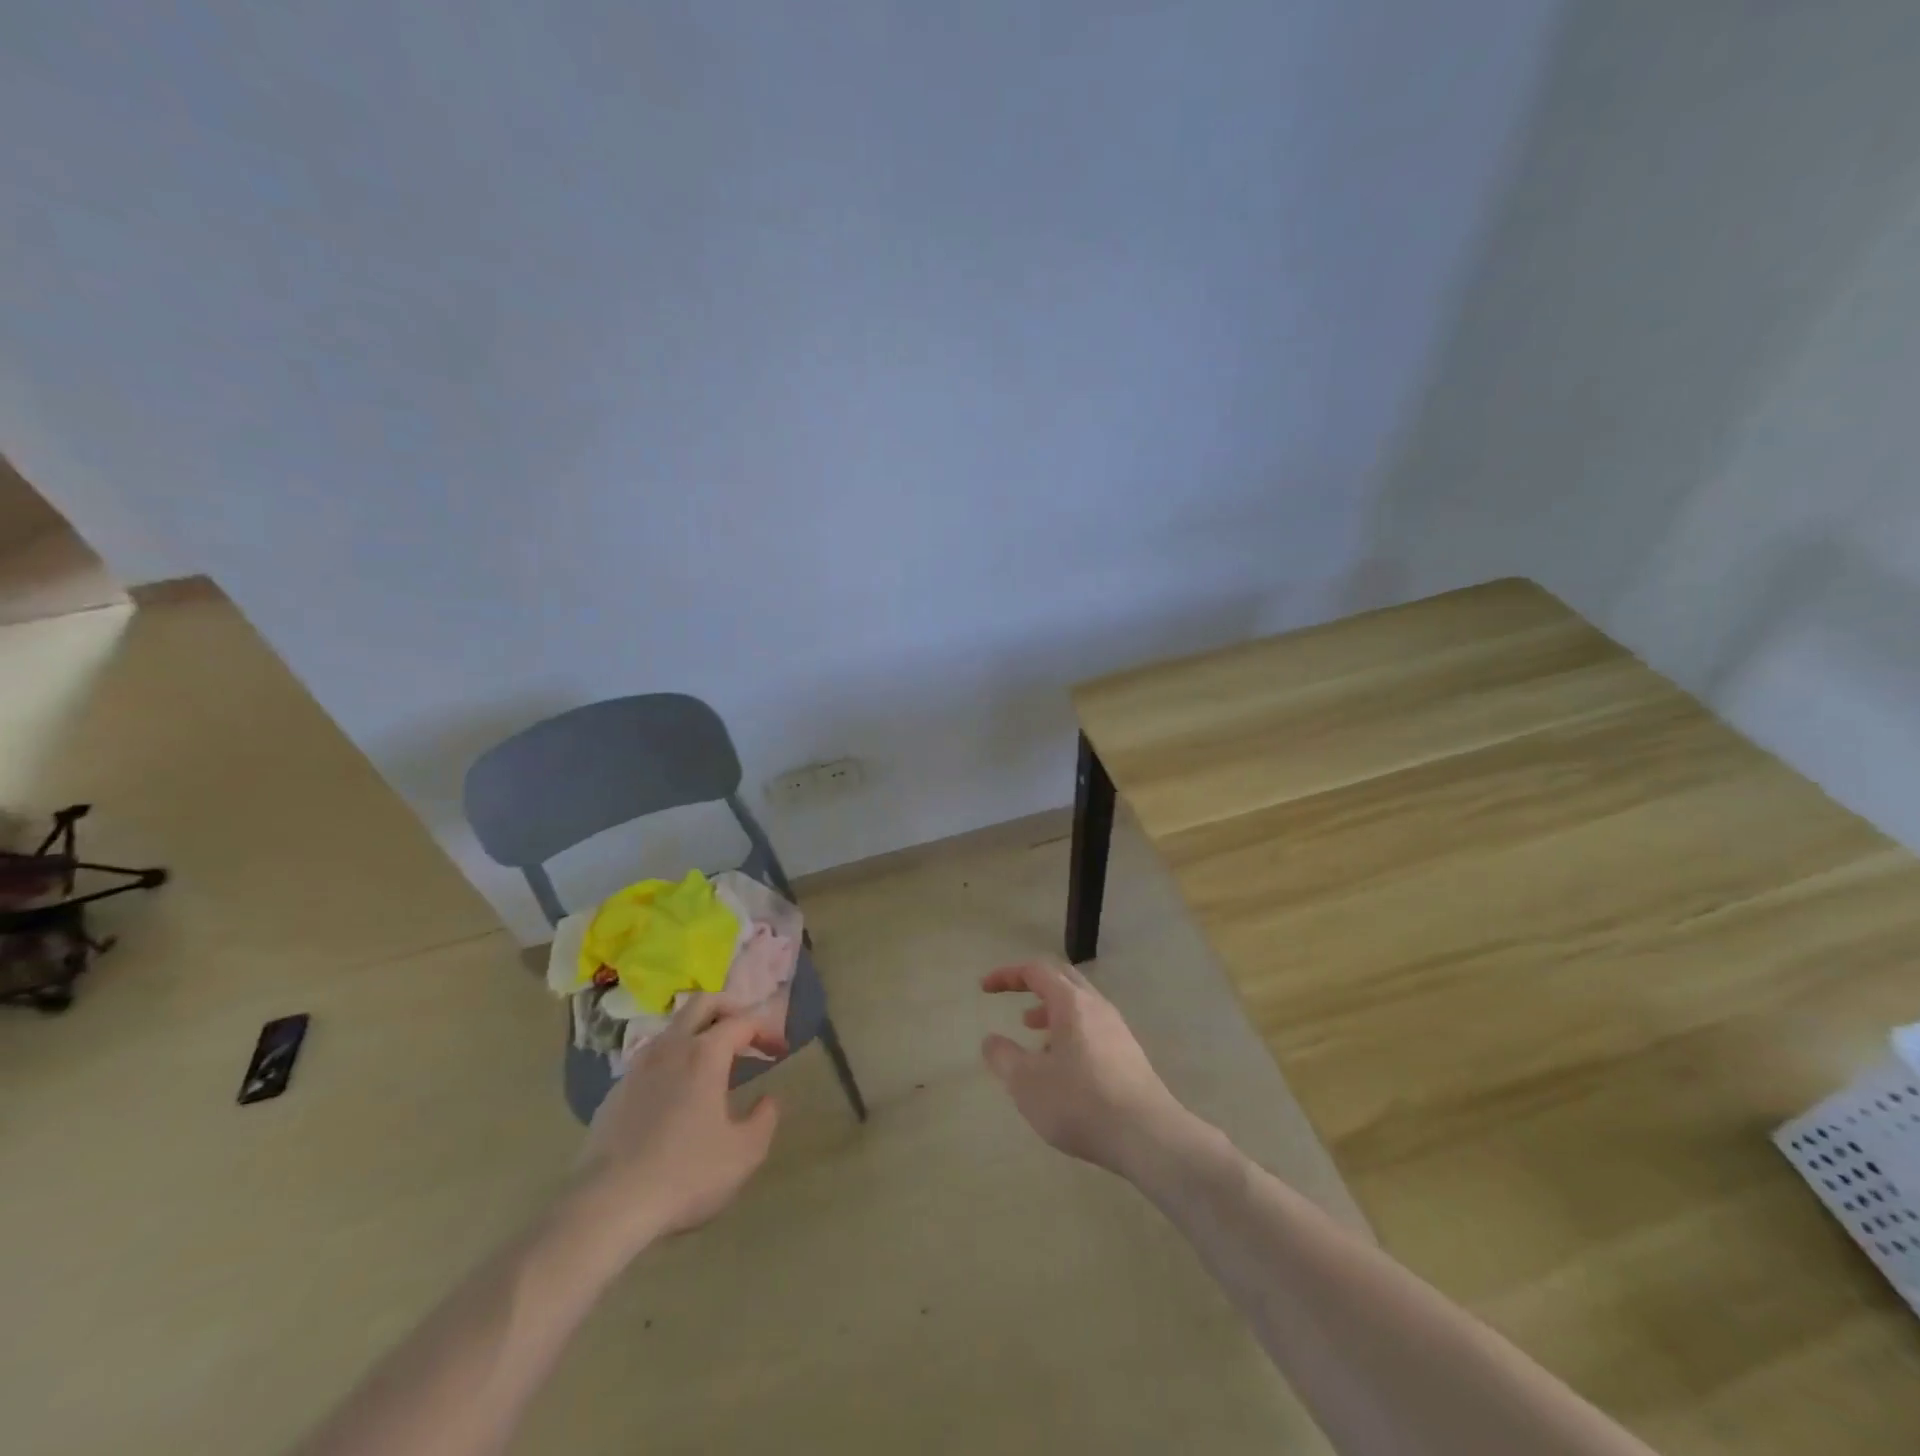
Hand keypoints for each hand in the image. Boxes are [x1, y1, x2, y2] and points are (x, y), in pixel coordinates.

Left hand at [574, 996, 782, 1250]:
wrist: (606, 1207)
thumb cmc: (685, 1174)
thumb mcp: (744, 1153)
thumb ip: (765, 1118)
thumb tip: (767, 1100)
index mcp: (705, 1053)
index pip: (743, 1021)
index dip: (767, 1030)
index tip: (780, 1051)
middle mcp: (671, 1047)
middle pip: (703, 1003)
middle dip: (730, 1009)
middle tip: (746, 1033)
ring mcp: (637, 1067)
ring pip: (673, 1028)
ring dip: (698, 1034)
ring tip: (713, 1064)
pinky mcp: (615, 1092)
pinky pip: (651, 1059)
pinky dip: (672, 1062)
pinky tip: (676, 1095)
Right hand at [980, 960, 1190, 1177]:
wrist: (1148, 1136)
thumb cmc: (1080, 1102)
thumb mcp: (1027, 1083)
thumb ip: (1003, 1057)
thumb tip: (991, 1040)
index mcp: (1071, 1003)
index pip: (1036, 971)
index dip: (1007, 975)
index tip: (985, 987)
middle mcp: (1097, 1007)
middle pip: (1063, 979)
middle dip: (1034, 986)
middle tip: (1013, 1001)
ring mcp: (1117, 1030)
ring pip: (1080, 1006)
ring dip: (1052, 1013)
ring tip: (1034, 1039)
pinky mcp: (1129, 1055)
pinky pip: (1093, 1029)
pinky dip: (1070, 1034)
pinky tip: (1063, 1069)